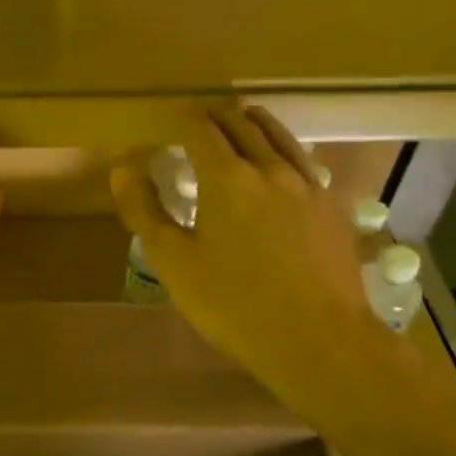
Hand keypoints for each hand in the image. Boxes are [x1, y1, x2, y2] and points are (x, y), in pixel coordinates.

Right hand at [111, 105, 414, 422]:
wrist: (318, 340)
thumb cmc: (235, 305)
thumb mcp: (174, 264)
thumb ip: (144, 211)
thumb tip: (123, 167)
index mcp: (226, 177)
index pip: (200, 128)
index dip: (182, 117)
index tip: (170, 118)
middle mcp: (269, 168)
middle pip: (241, 122)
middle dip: (215, 115)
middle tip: (199, 119)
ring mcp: (307, 184)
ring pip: (278, 134)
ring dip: (252, 122)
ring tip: (239, 122)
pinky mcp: (332, 205)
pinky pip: (302, 160)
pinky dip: (282, 148)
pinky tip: (280, 164)